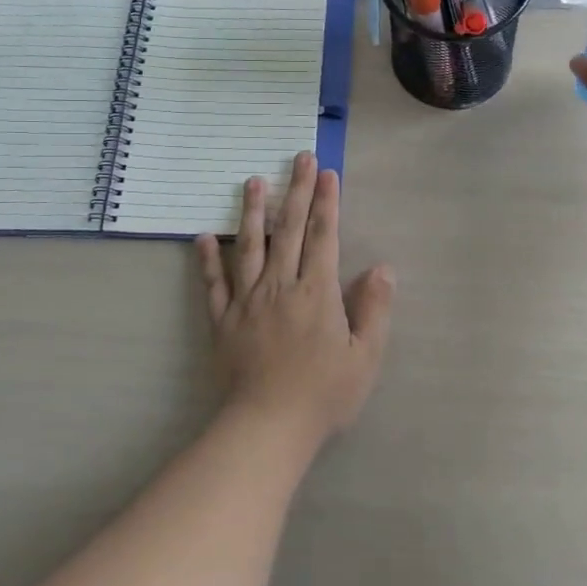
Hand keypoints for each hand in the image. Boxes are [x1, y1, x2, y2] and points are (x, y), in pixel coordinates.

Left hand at [195, 151, 395, 439]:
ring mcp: (247, 301)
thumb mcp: (364, 357)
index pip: (322, 236)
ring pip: (249, 247)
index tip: (326, 173)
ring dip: (252, 212)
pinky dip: (208, 259)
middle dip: (295, 191)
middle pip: (288, 230)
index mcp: (316, 292)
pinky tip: (203, 237)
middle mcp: (280, 286)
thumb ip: (374, 309)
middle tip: (298, 158)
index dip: (326, 202)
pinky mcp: (222, 321)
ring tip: (253, 181)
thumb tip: (382, 268)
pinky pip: (214, 284)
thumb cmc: (323, 394)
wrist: (267, 427)